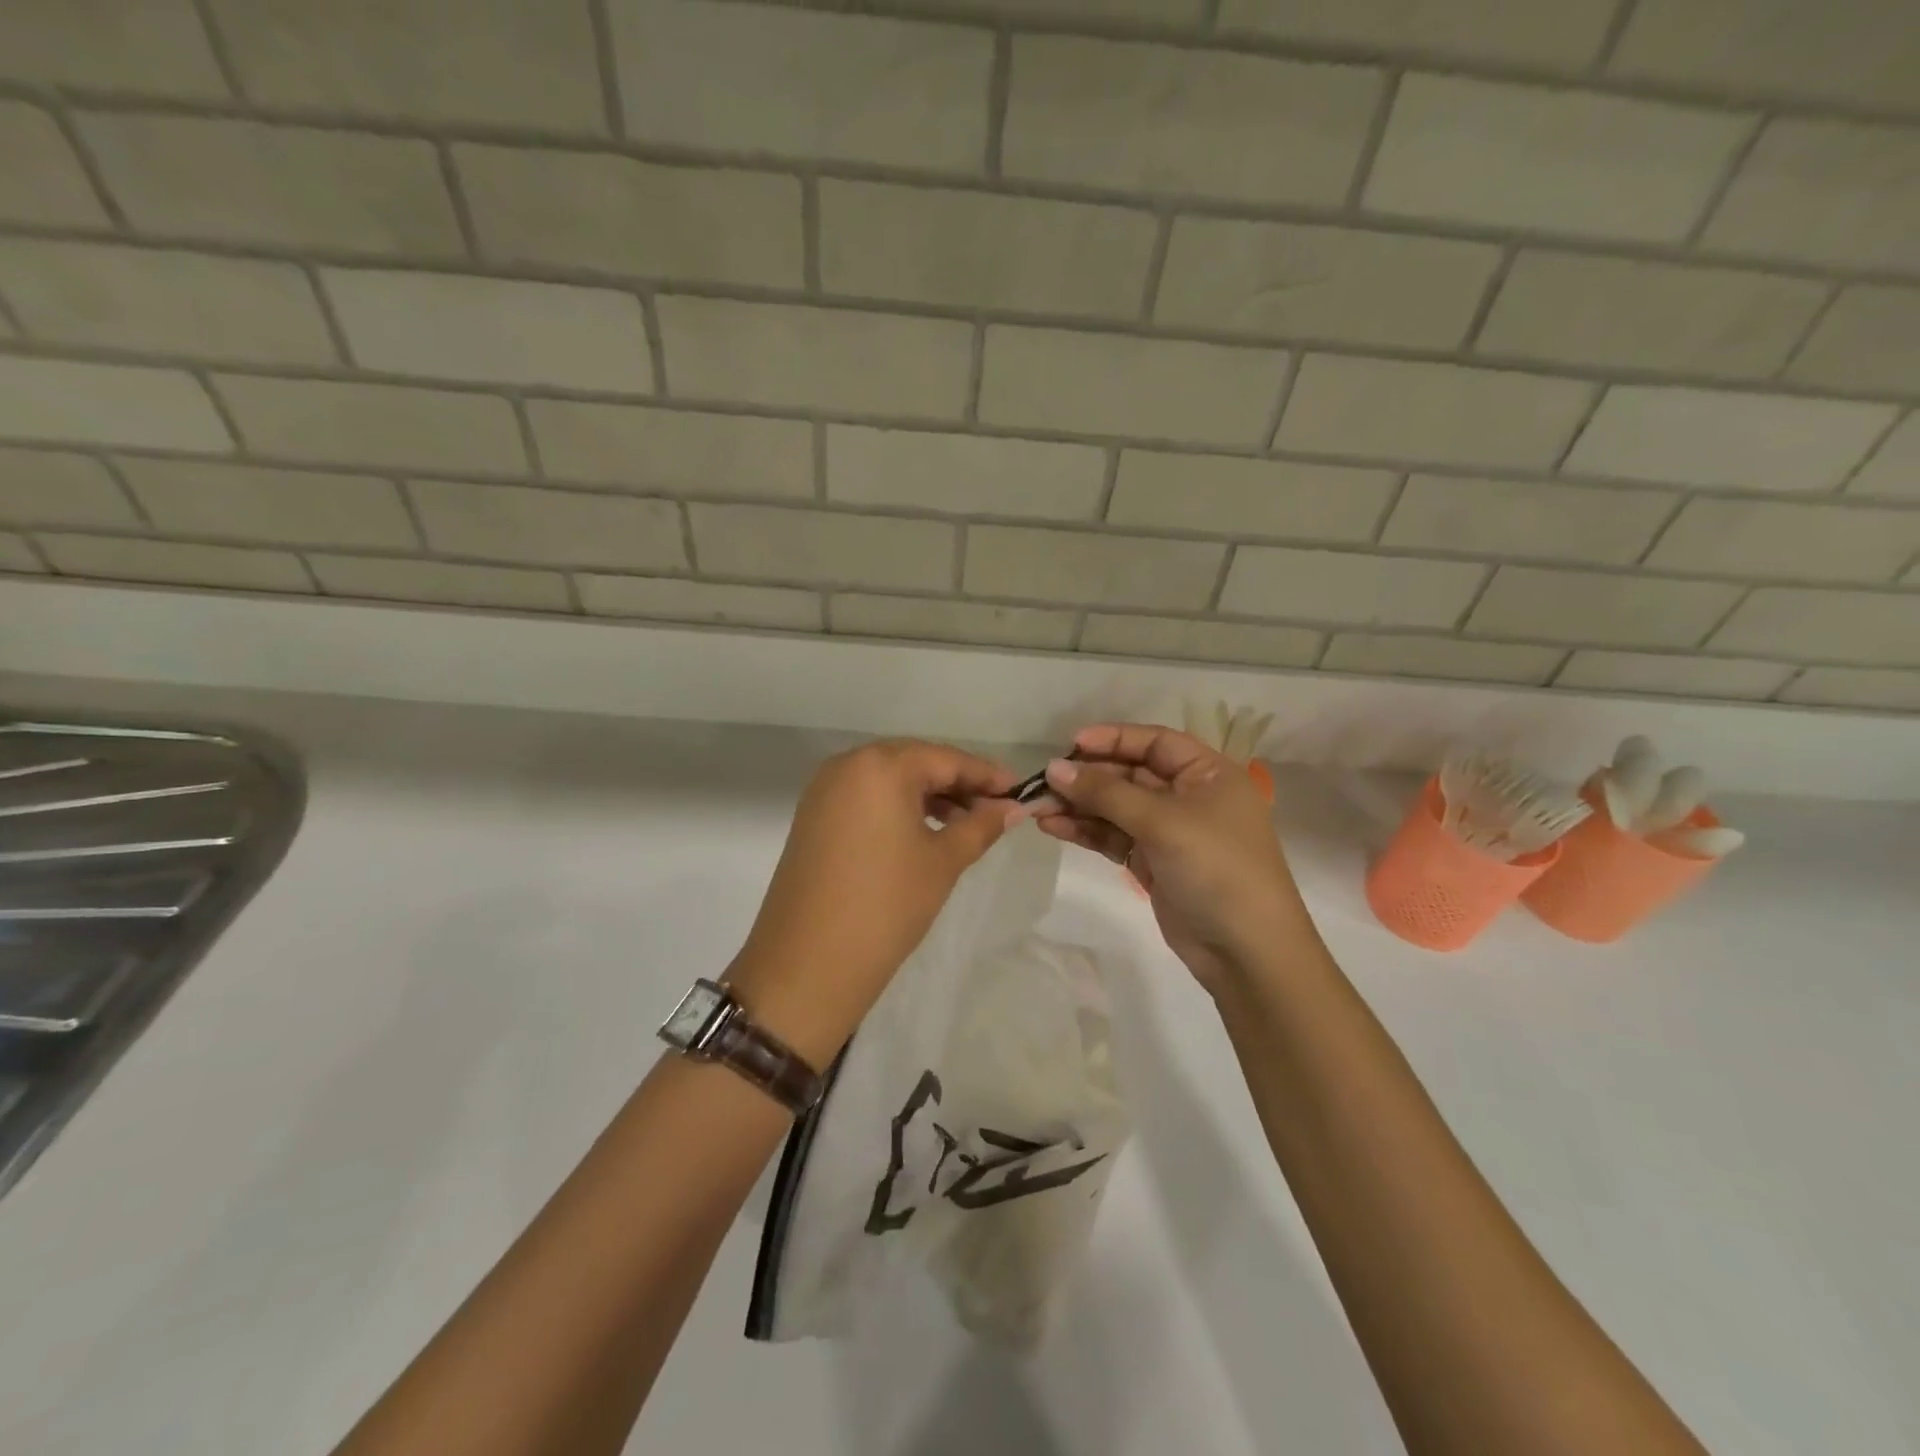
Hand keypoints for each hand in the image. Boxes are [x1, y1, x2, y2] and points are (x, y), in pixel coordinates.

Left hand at [727, 740, 1024, 1065]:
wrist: (808, 964)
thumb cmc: (886, 904)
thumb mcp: (943, 862)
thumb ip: (981, 825)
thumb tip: (1014, 807)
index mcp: (880, 765)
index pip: (946, 759)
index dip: (986, 775)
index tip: (1020, 791)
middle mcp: (847, 764)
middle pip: (915, 763)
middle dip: (957, 784)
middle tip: (996, 809)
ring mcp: (824, 790)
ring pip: (889, 780)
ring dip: (928, 796)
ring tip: (965, 824)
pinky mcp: (813, 816)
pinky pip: (866, 798)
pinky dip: (897, 808)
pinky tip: (923, 831)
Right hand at [1033, 723, 1313, 990]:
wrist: (1245, 951)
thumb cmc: (1215, 868)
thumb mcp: (1162, 821)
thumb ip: (1106, 792)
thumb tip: (1054, 768)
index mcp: (1208, 773)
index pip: (1155, 742)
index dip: (1113, 739)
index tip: (1070, 745)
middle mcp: (1189, 796)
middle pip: (1130, 774)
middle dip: (1088, 778)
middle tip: (1044, 783)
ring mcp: (1169, 831)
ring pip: (1116, 807)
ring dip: (1080, 806)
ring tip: (1038, 808)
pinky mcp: (1152, 861)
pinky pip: (1113, 836)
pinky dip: (1086, 830)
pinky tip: (1053, 827)